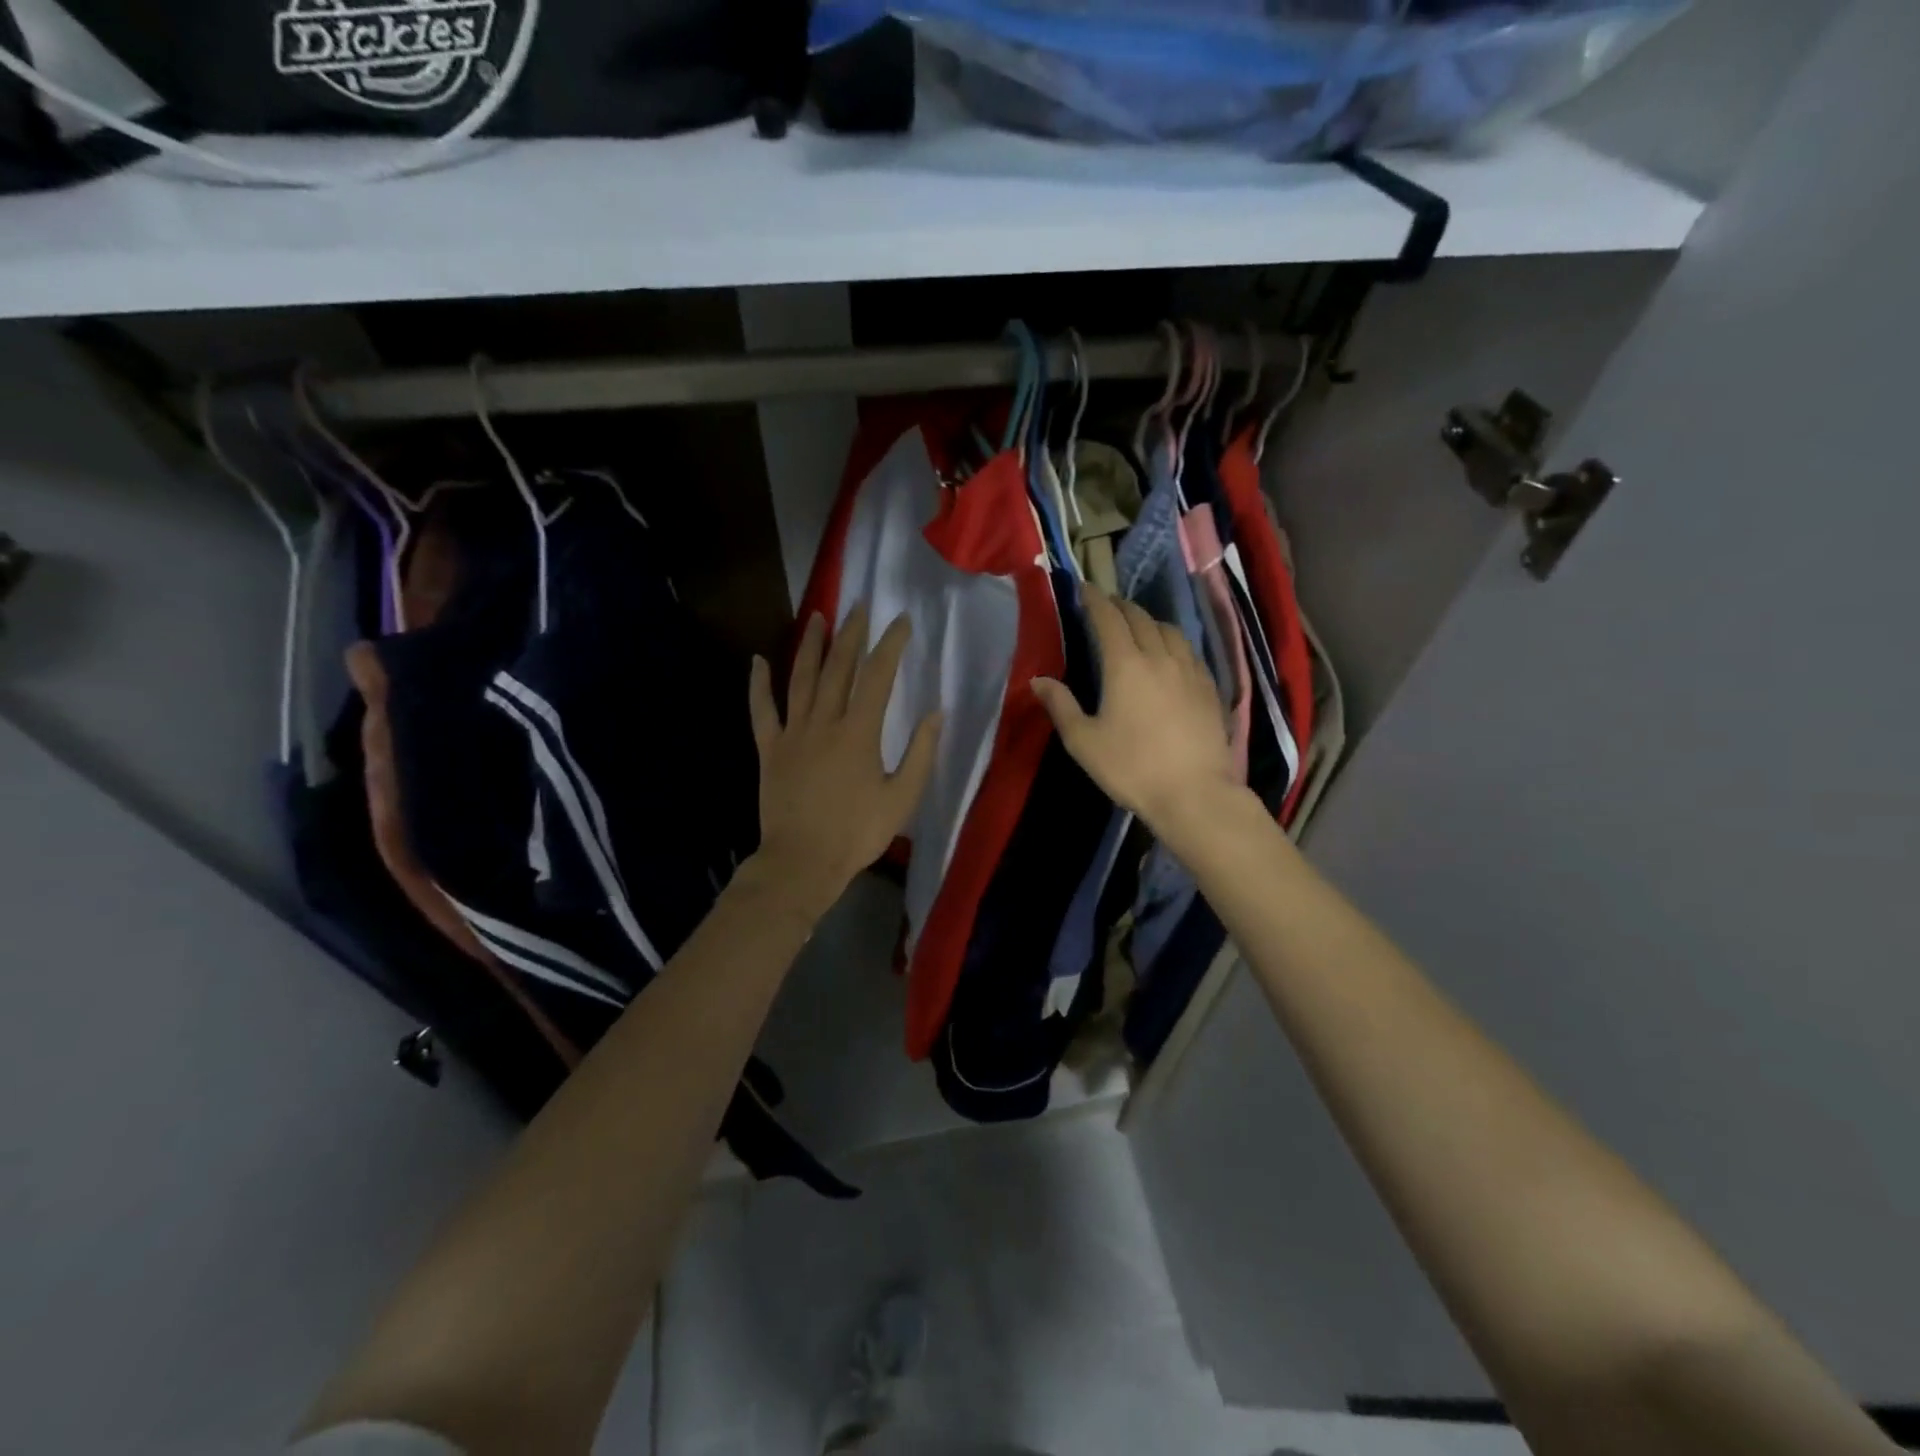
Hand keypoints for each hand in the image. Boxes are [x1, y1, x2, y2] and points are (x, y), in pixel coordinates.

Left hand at [748, 604, 940, 918]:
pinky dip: (758, 684)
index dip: (890, 644)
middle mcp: (824, 722)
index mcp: (859, 733)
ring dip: (809, 646)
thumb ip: (921, 753)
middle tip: (857, 605)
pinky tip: (758, 661)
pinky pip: (762, 710)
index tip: (900, 621)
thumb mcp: (902, 798)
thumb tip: (936, 713)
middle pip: (838, 668)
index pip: (878, 676)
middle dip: (850, 634)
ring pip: (800, 679)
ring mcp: (792, 733)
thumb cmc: (857, 833)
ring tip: (816, 617)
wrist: (802, 862)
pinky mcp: (769, 749)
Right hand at [1032, 587, 1243, 841]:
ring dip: (1150, 621)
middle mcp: (1160, 657)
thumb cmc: (1131, 768)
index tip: (1084, 589)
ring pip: (1170, 630)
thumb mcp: (1083, 741)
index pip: (1109, 618)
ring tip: (1139, 626)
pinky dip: (1173, 642)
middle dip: (1121, 606)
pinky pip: (1189, 651)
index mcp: (1125, 665)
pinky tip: (1171, 655)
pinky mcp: (1210, 687)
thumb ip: (1061, 706)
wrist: (1194, 793)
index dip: (1095, 600)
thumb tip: (1039, 680)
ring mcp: (1190, 670)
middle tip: (1107, 605)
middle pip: (1140, 618)